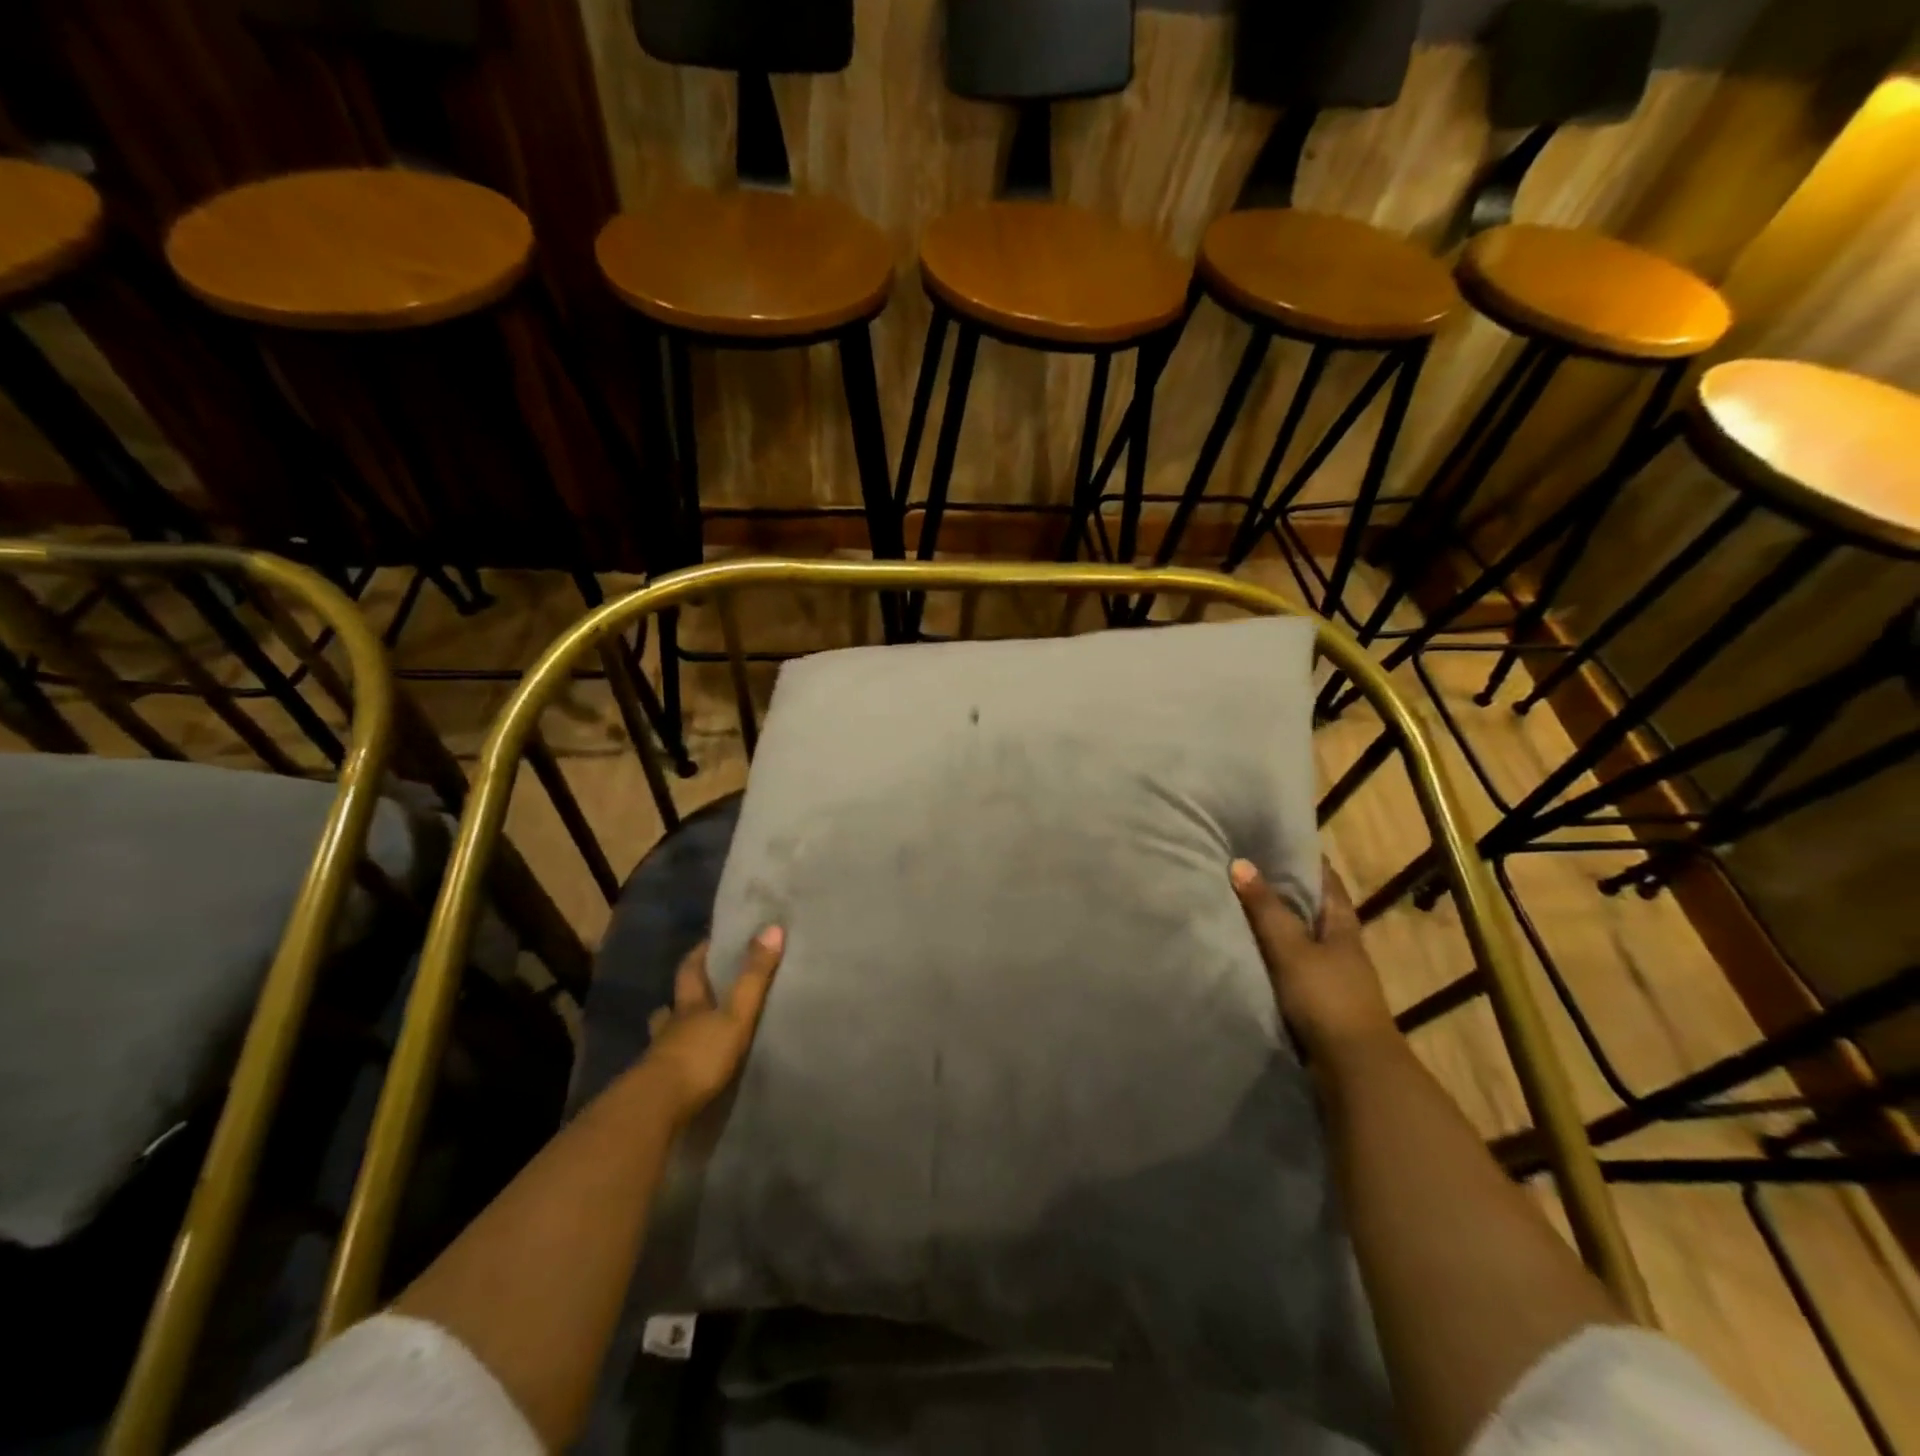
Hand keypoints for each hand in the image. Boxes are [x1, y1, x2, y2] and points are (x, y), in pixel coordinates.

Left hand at [640, 928, 782, 1124]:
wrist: (656, 1109)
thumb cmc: (699, 1055)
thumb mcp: (736, 1014)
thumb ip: (754, 977)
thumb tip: (773, 927)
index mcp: (689, 1006)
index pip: (690, 970)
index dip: (699, 954)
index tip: (710, 942)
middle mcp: (670, 1027)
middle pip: (673, 1004)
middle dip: (683, 996)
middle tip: (698, 990)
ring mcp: (660, 1058)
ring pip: (666, 1036)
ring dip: (676, 1031)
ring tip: (691, 1032)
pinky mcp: (658, 1088)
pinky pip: (669, 1067)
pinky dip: (678, 1063)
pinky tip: (686, 1070)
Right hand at [1230, 859, 1396, 1061]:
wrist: (1353, 1068)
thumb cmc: (1326, 999)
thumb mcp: (1291, 949)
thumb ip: (1266, 910)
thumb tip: (1241, 863)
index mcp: (1342, 926)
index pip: (1327, 881)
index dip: (1306, 859)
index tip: (1276, 840)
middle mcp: (1341, 946)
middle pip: (1314, 908)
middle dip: (1287, 889)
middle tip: (1248, 867)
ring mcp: (1333, 976)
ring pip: (1303, 938)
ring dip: (1279, 924)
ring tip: (1241, 905)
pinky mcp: (1320, 1001)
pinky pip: (1293, 965)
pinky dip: (1274, 953)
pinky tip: (1250, 951)